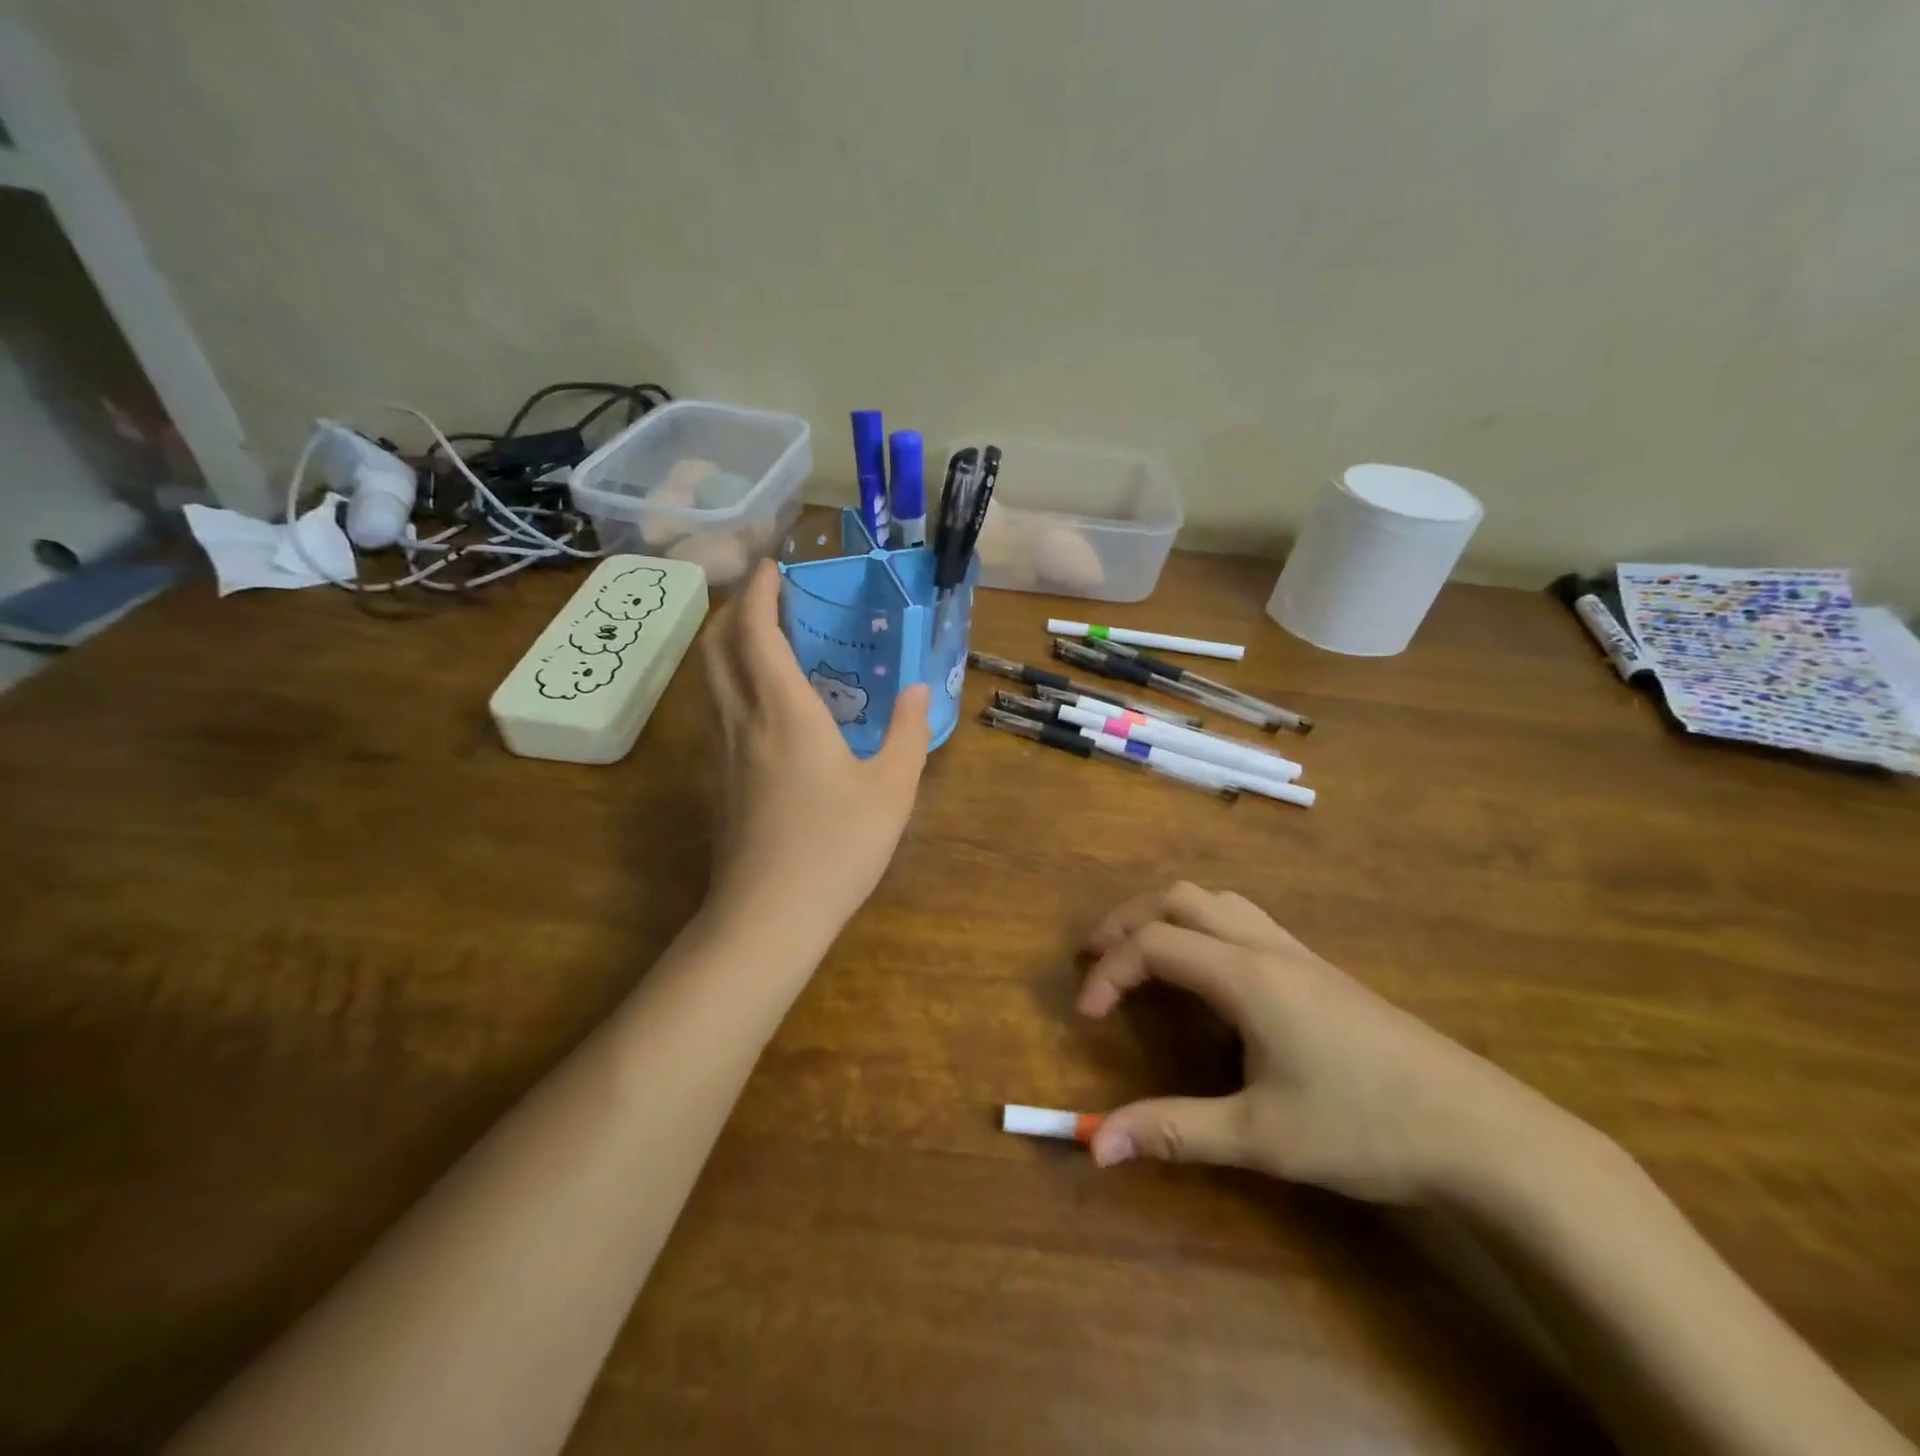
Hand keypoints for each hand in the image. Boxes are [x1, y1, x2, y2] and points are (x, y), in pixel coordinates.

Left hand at [699, 558, 930, 933]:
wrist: (768, 915)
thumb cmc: (836, 847)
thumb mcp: (892, 789)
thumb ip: (908, 733)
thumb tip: (917, 689)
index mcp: (784, 711)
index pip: (756, 631)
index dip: (760, 591)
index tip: (774, 565)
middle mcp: (742, 719)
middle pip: (717, 644)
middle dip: (736, 607)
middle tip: (769, 595)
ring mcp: (722, 750)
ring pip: (709, 676)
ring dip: (728, 642)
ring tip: (764, 636)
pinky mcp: (718, 778)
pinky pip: (716, 707)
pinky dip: (730, 679)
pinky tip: (763, 699)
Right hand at [1077, 882, 1566, 1202]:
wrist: (1480, 1130)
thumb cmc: (1364, 1127)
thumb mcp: (1259, 1137)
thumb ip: (1172, 1131)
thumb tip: (1096, 1145)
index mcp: (1245, 975)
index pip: (1153, 945)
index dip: (1108, 972)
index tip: (1086, 1014)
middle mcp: (1265, 946)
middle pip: (1178, 899)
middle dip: (1127, 921)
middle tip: (1096, 959)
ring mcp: (1297, 951)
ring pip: (1215, 900)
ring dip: (1167, 916)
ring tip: (1143, 955)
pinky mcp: (1318, 968)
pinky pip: (1242, 919)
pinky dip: (1202, 926)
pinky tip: (1209, 974)